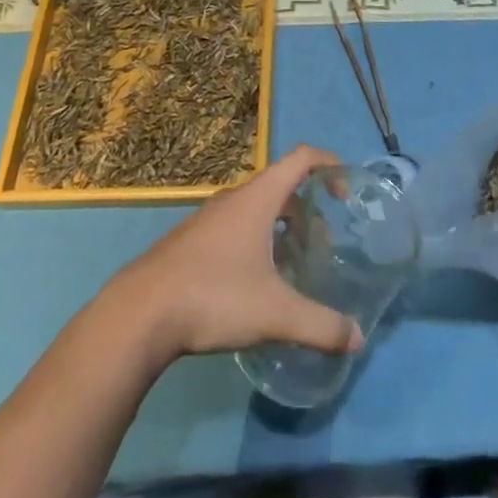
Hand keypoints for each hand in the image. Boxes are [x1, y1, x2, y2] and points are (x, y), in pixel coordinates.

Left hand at [115, 146, 362, 363]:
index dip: (329, 164)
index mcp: (257, 198)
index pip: (301, 158)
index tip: (346, 192)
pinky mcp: (192, 241)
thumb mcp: (274, 313)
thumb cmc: (213, 297)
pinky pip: (236, 227)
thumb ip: (319, 325)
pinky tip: (256, 284)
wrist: (140, 314)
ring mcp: (209, 218)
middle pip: (281, 186)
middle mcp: (234, 199)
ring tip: (293, 267)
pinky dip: (257, 241)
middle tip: (321, 246)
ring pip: (257, 210)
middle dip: (307, 210)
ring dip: (281, 229)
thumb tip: (357, 338)